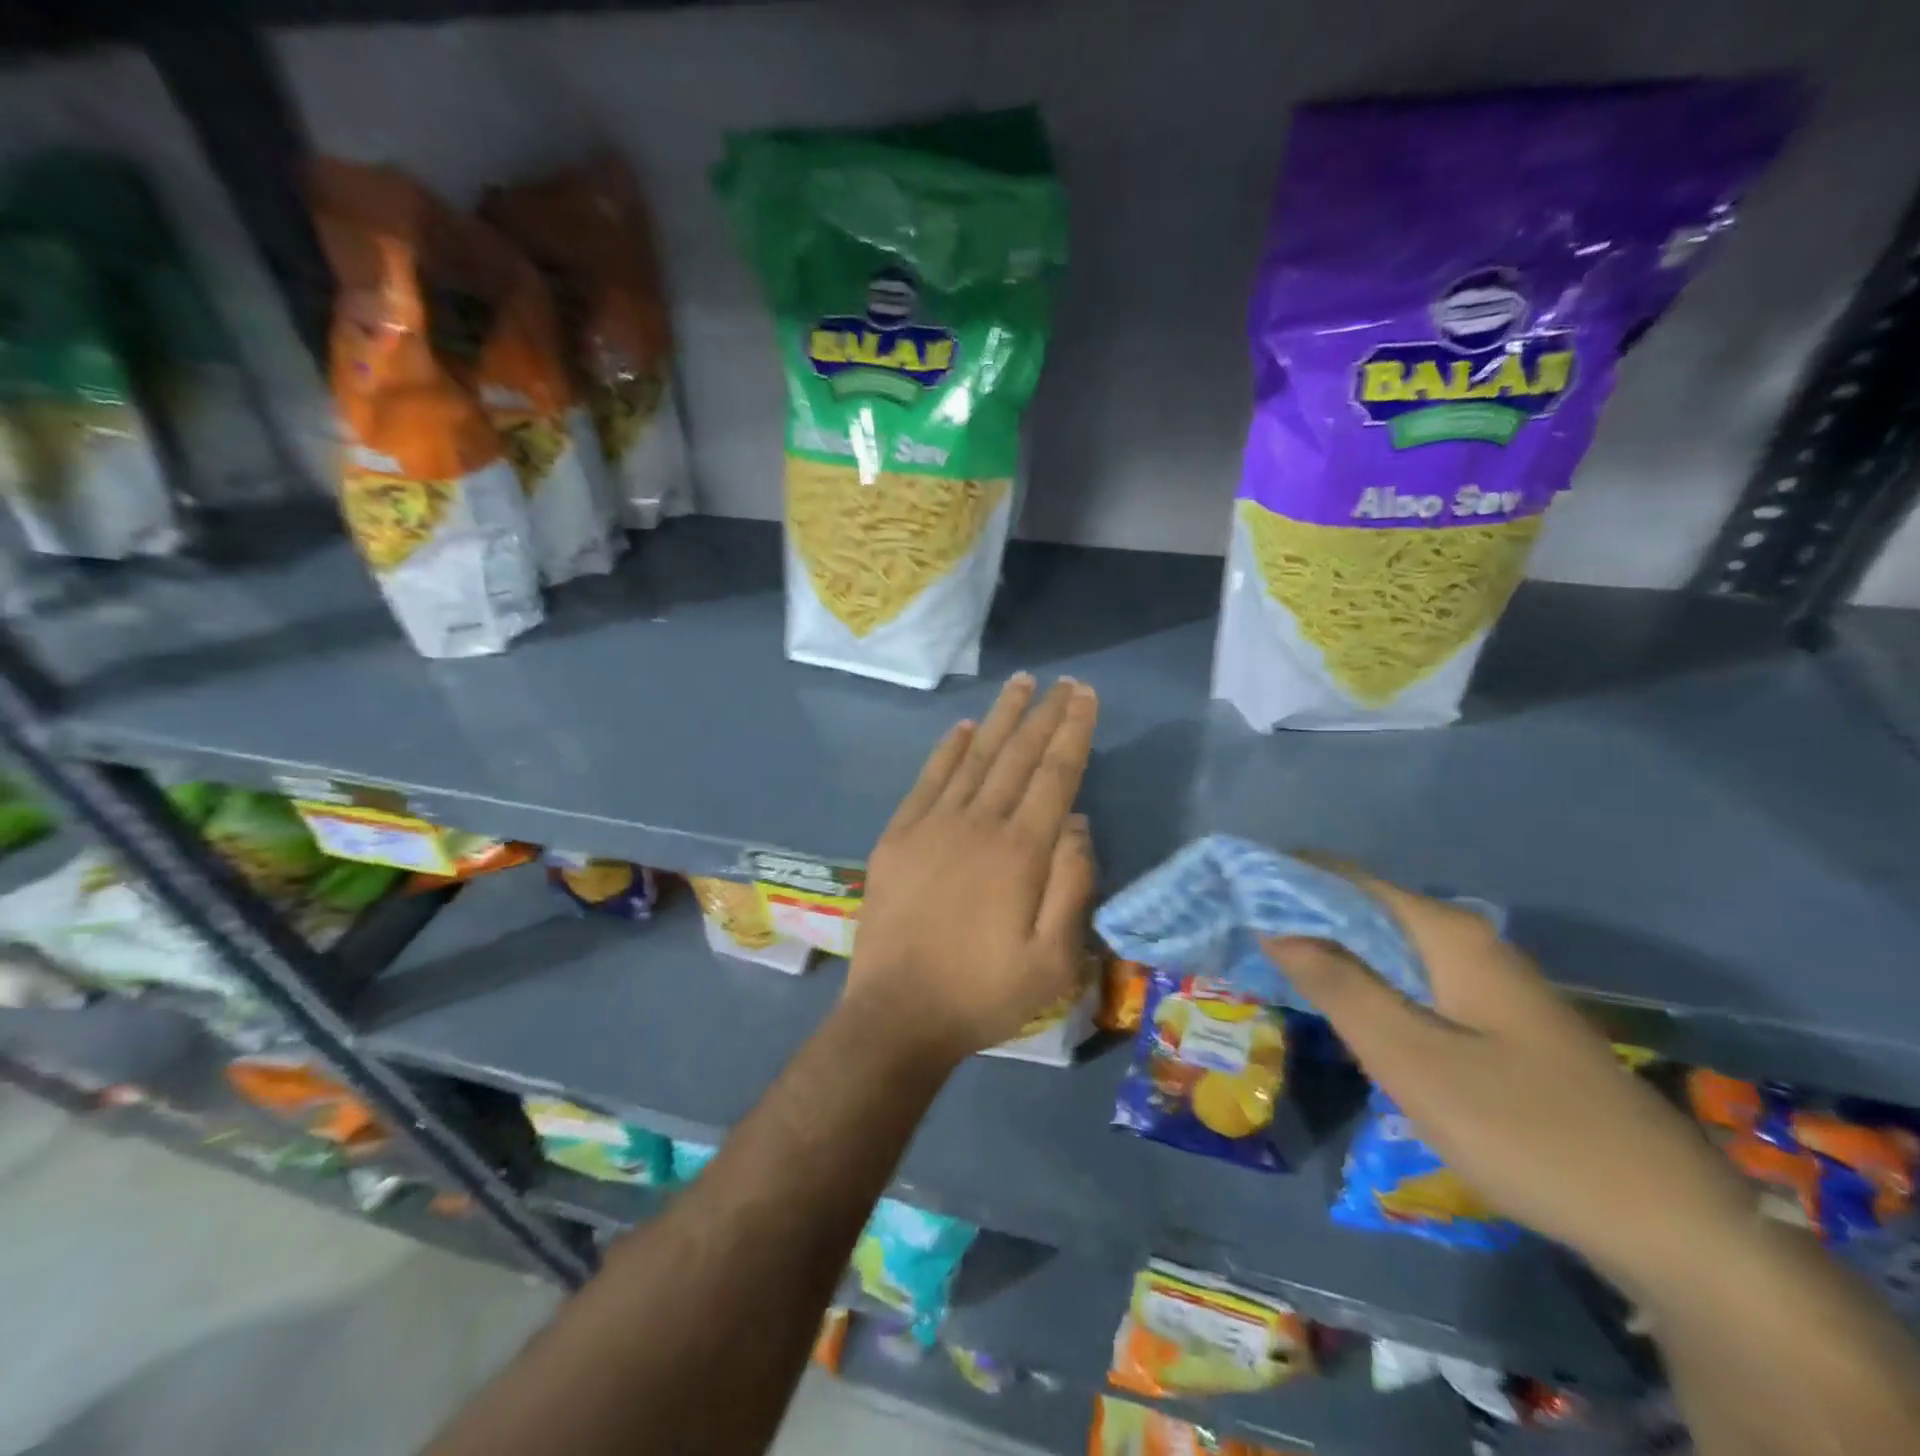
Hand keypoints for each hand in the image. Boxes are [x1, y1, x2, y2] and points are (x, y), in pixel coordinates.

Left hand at [845, 674, 1098, 1064]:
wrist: (897, 1015)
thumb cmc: (984, 993)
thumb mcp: (1053, 959)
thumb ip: (1072, 884)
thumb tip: (1077, 822)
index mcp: (1019, 852)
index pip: (1054, 775)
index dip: (1073, 732)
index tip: (1085, 696)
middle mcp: (977, 824)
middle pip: (1017, 755)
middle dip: (1044, 715)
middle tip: (1063, 682)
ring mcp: (931, 826)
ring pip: (974, 757)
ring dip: (1000, 718)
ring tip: (1020, 684)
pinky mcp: (898, 837)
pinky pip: (927, 780)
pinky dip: (947, 750)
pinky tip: (962, 728)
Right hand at [1263, 865, 1753, 1289]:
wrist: (1671, 1223)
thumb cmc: (1524, 1128)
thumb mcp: (1411, 1058)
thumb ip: (1339, 984)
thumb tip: (1275, 924)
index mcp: (1447, 934)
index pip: (1345, 878)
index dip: (1283, 876)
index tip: (1226, 887)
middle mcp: (1466, 942)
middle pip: (1364, 906)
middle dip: (1297, 912)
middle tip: (1233, 929)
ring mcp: (1486, 982)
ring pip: (1386, 945)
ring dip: (1327, 947)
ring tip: (1265, 958)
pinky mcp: (1495, 1021)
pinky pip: (1409, 978)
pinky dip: (1361, 978)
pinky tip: (1336, 1002)